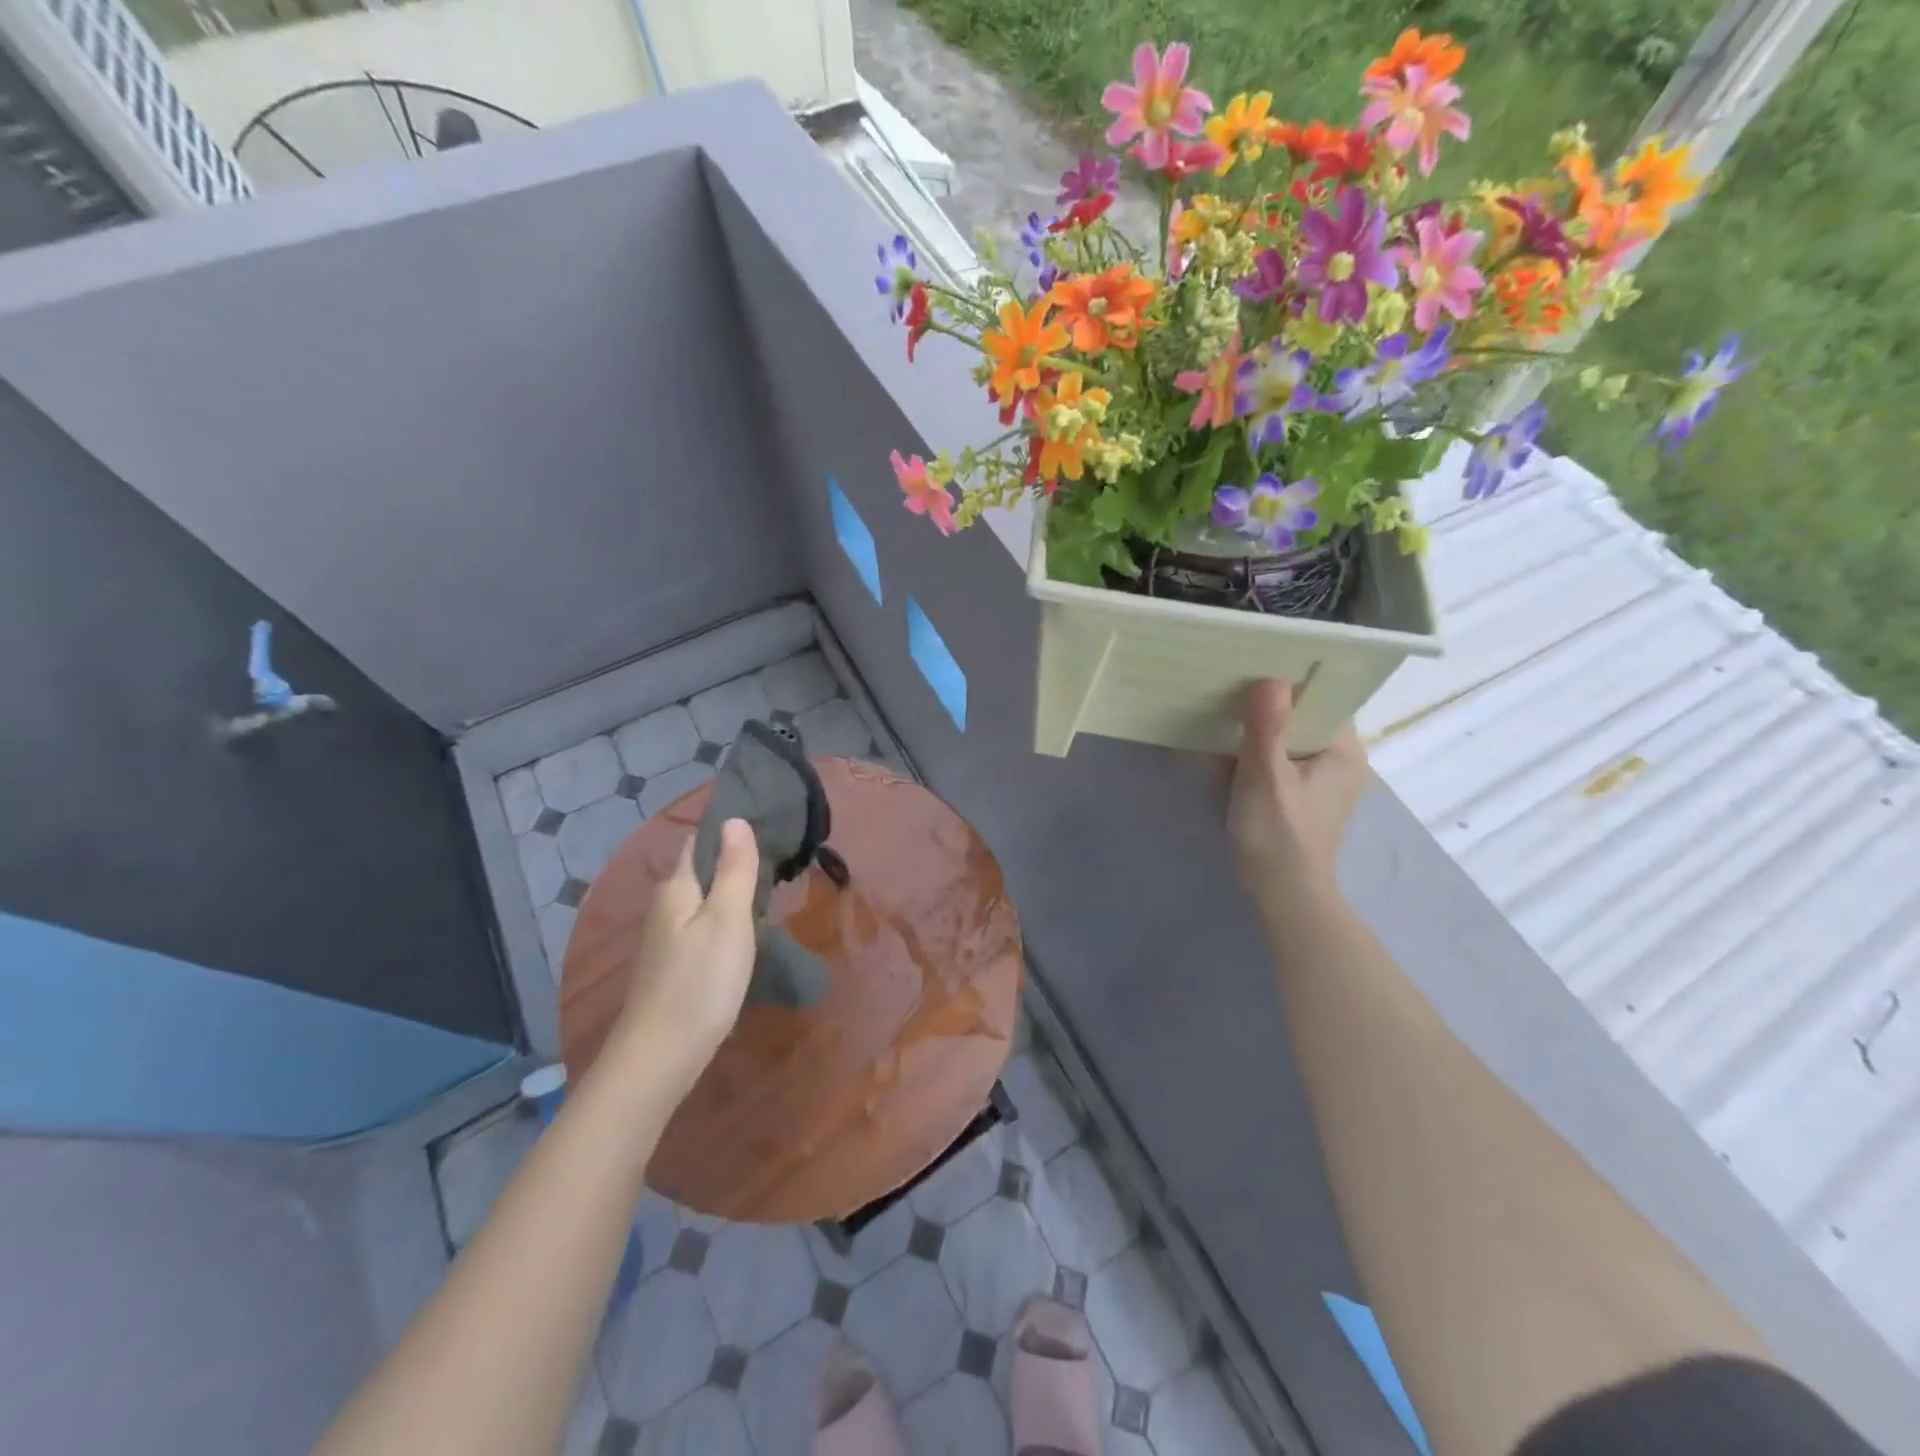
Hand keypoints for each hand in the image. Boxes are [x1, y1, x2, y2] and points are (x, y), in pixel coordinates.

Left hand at [609, 820, 759, 1100]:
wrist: (660, 1057)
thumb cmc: (700, 982)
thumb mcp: (728, 920)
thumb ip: (735, 870)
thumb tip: (733, 819)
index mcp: (678, 889)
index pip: (699, 842)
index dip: (727, 829)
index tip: (765, 819)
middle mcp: (667, 908)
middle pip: (701, 871)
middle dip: (733, 859)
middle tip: (778, 852)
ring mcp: (667, 940)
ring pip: (703, 900)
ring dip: (731, 890)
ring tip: (770, 886)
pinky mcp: (675, 966)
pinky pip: (703, 926)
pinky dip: (726, 918)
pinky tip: (747, 930)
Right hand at [1226, 680, 1369, 914]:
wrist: (1281, 895)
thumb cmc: (1278, 835)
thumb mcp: (1266, 778)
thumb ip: (1267, 728)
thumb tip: (1270, 679)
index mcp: (1342, 751)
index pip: (1320, 699)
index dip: (1287, 683)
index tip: (1249, 670)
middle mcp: (1336, 760)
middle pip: (1297, 717)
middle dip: (1259, 711)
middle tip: (1221, 697)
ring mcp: (1316, 780)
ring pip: (1280, 740)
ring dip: (1247, 736)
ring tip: (1211, 727)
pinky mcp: (1296, 796)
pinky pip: (1272, 762)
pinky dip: (1247, 759)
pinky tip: (1216, 760)